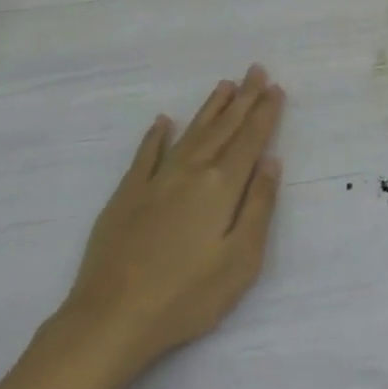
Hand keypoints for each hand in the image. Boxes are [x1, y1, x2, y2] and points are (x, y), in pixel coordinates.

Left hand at [53, 65, 285, 374]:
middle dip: (243, 99)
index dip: (265, 113)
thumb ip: (260, 206)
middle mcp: (190, 173)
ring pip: (189, 134)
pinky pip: (145, 155)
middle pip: (223, 129)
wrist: (112, 317)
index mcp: (221, 187)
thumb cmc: (188, 295)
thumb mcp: (241, 259)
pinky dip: (156, 136)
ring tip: (224, 86)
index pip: (250, 141)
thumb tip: (271, 162)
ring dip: (209, 109)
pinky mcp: (126, 195)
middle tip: (255, 70)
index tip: (275, 88)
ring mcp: (155, 181)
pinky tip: (164, 121)